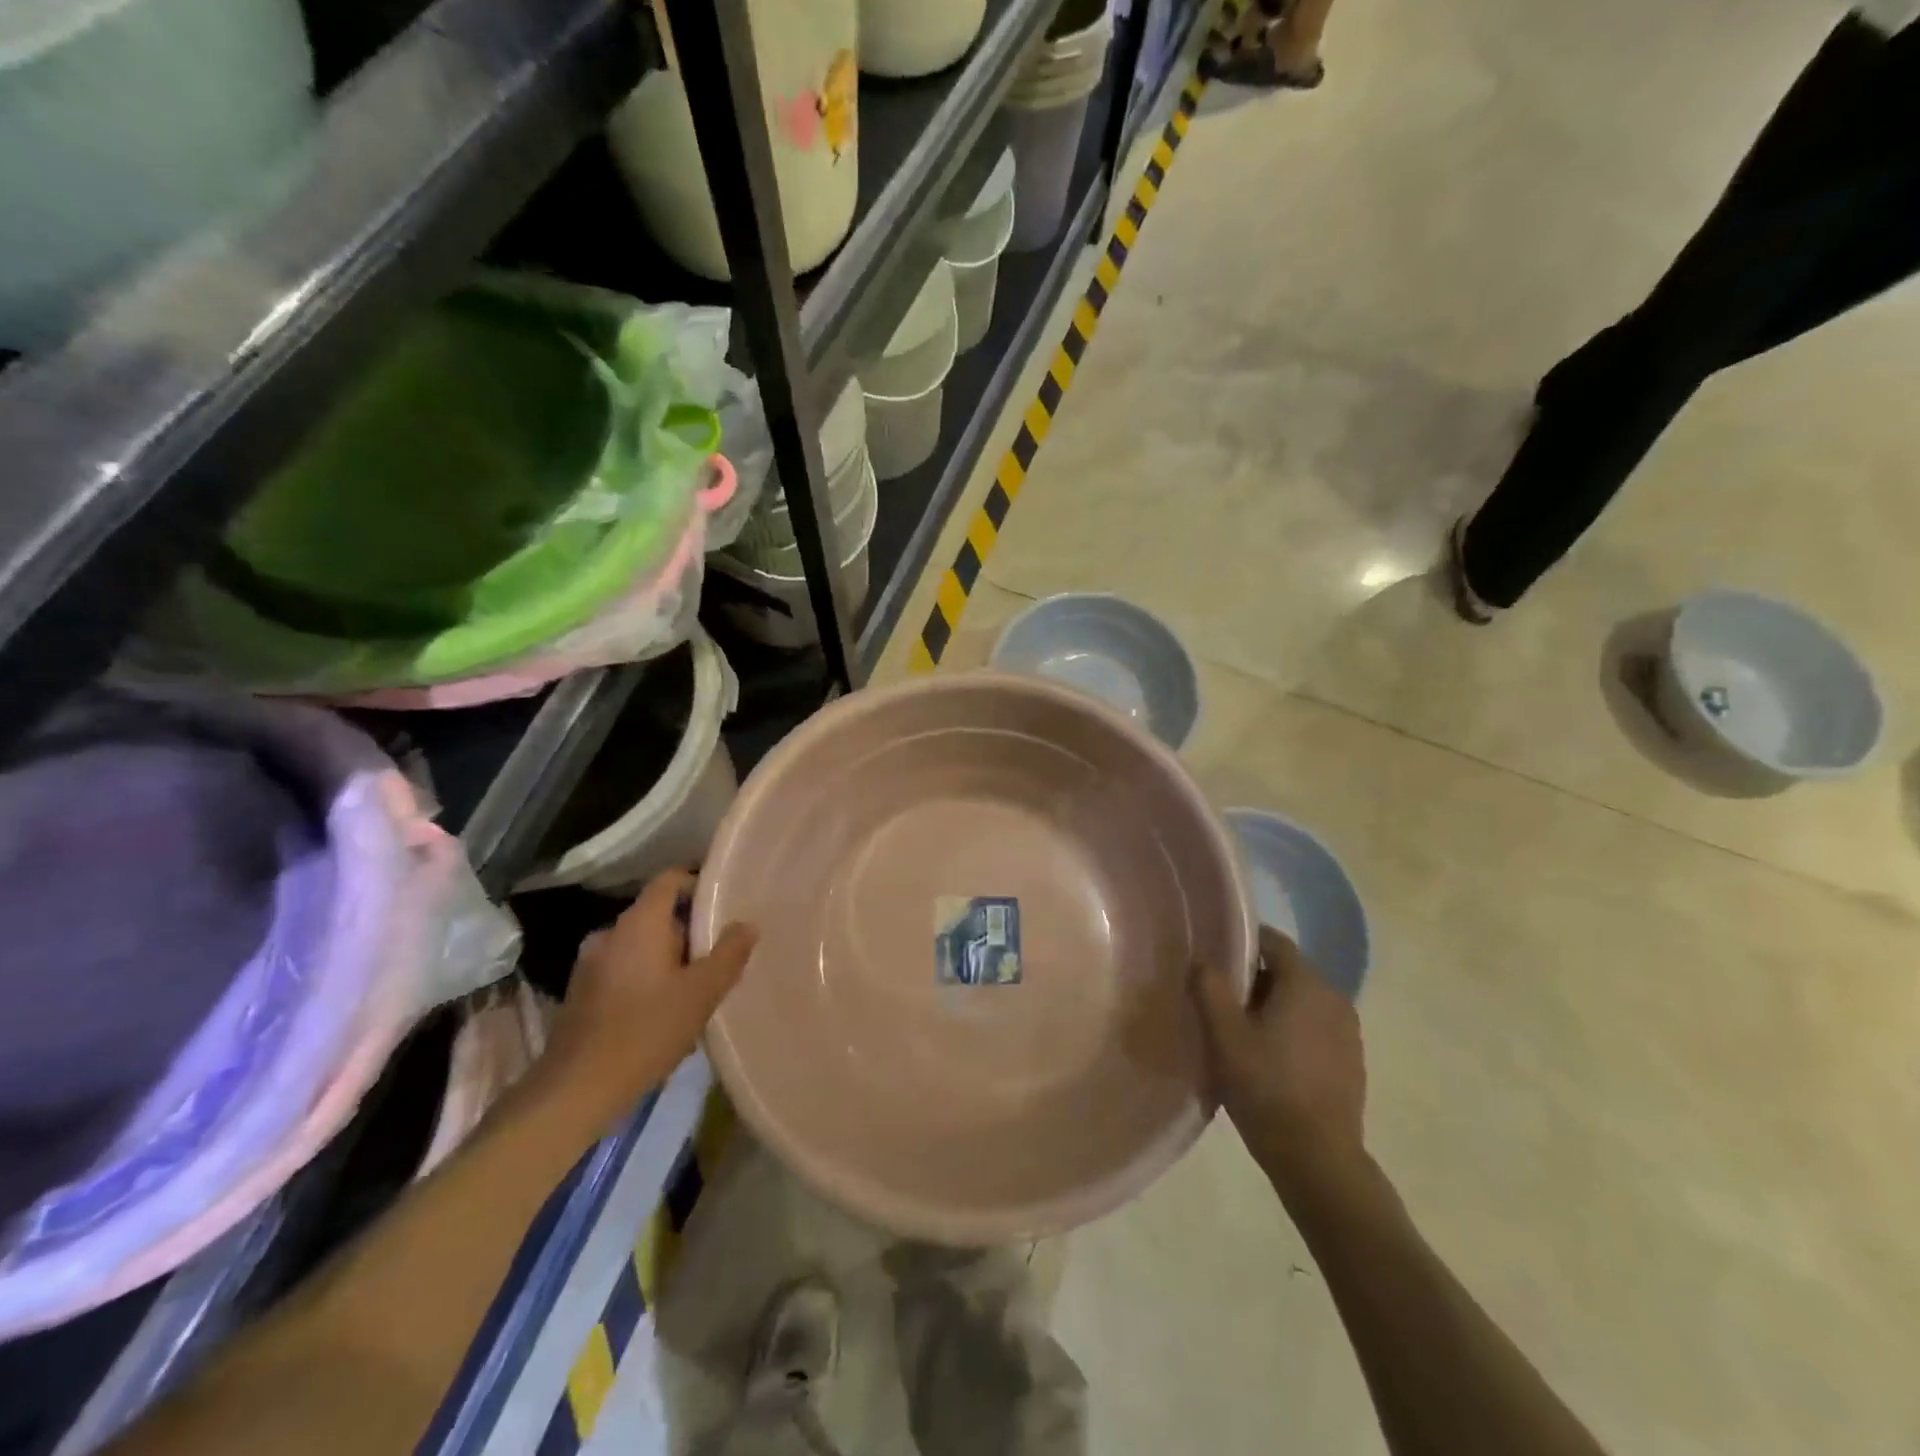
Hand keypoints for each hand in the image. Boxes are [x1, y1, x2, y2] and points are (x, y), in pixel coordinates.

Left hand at [538, 868, 757, 1131]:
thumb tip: (746, 924)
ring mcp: (591, 963)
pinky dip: (646, 979)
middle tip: (718, 959)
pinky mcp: (581, 992)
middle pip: (658, 915)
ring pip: (641, 946)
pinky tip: (663, 1015)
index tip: (724, 907)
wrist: (576, 1090)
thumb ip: (729, 954)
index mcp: (639, 923)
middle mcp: (610, 933)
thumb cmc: (647, 1031)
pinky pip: (624, 970)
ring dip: (669, 960)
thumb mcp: (702, 992)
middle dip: (689, 932)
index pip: (670, 880)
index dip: (698, 884)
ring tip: (695, 991)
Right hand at [1193, 925, 1366, 1193]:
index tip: (1214, 956)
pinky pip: (1314, 1026)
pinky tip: (1269, 1058)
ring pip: (1301, 1000)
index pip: (1273, 941)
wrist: (1318, 1159)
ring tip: (1240, 1030)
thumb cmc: (1266, 1087)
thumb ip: (1209, 988)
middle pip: (1287, 970)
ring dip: (1272, 1005)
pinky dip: (1291, 1029)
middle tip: (1219, 998)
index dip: (1242, 942)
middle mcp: (1334, 997)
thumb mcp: (1224, 1035)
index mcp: (1306, 983)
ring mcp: (1347, 1031)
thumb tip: (1202, 960)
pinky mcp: (1351, 1059)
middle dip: (1253, 977)